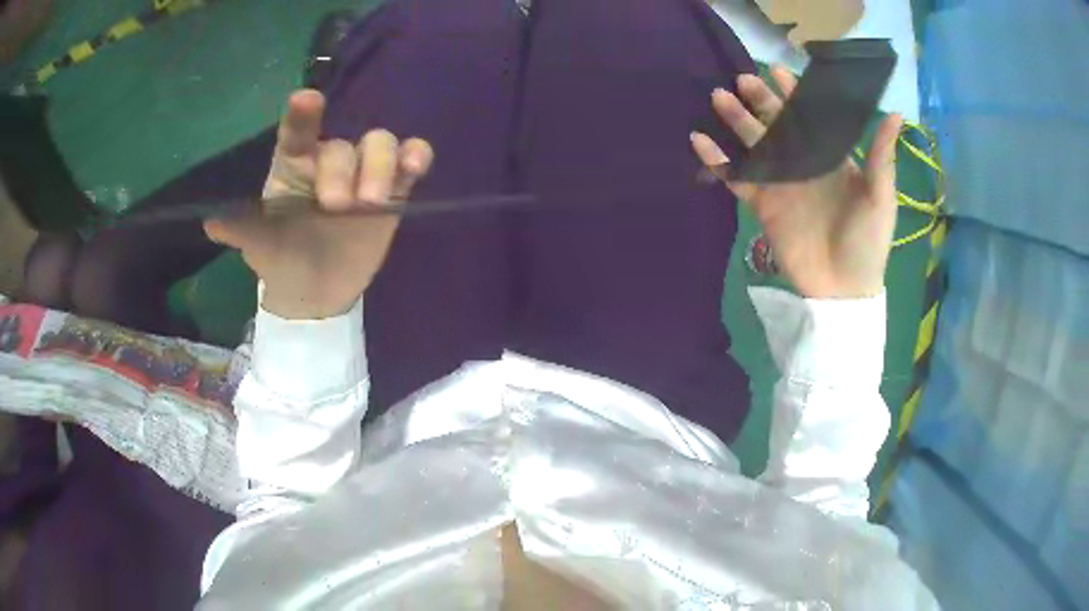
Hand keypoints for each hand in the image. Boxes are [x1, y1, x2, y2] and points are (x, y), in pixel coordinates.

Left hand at [204, 90, 433, 318]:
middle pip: (344, 144)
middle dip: (342, 170)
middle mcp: (329, 161)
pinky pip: (411, 158)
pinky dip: (416, 156)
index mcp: (294, 167)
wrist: (317, 289)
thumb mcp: (261, 248)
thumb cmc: (282, 260)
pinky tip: (414, 168)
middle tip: (337, 206)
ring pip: (380, 143)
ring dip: (380, 165)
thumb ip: (244, 231)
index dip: (302, 116)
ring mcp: (364, 172)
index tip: (306, 100)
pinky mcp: (395, 188)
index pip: (297, 134)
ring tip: (371, 203)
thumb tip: (212, 223)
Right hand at [690, 66, 902, 299]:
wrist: (843, 289)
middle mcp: (803, 164)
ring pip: (754, 144)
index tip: (777, 71)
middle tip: (743, 79)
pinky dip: (717, 160)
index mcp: (831, 158)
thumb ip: (881, 155)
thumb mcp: (881, 197)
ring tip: (719, 97)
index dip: (795, 93)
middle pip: (777, 124)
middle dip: (760, 101)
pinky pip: (735, 178)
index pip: (811, 117)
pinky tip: (698, 140)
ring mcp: (780, 183)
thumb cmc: (868, 241)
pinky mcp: (762, 205)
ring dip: (736, 121)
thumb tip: (895, 113)